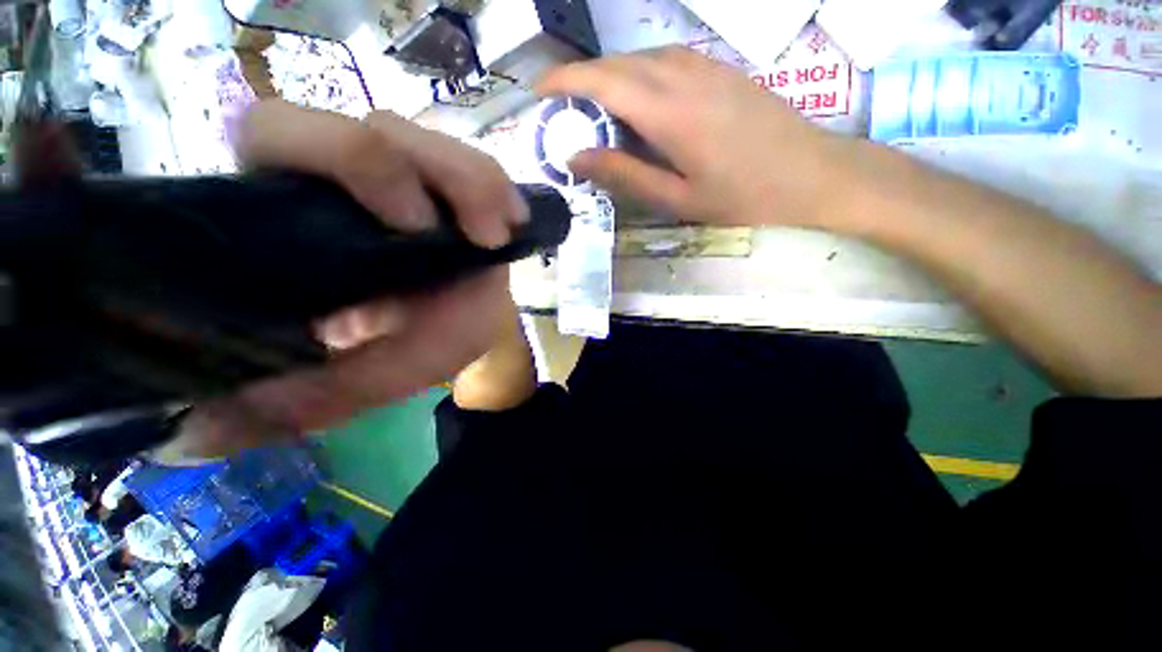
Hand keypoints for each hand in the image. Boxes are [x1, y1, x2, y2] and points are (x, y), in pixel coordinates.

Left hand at [156, 101, 526, 461]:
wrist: (467, 326)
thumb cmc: (415, 345)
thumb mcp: (365, 378)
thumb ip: (306, 400)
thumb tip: (205, 435)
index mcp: (297, 213)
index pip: (276, 139)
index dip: (332, 166)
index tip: (402, 233)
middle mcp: (344, 180)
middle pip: (351, 125)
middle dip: (399, 169)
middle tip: (452, 229)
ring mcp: (409, 174)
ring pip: (425, 139)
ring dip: (468, 182)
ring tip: (496, 237)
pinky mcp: (457, 184)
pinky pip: (478, 165)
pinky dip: (497, 190)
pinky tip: (515, 220)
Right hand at [537, 47, 854, 227]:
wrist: (813, 174)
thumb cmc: (742, 197)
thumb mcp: (677, 199)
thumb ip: (624, 175)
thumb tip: (576, 157)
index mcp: (668, 113)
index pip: (602, 81)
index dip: (564, 81)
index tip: (539, 94)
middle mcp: (682, 75)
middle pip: (617, 64)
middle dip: (582, 81)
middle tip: (564, 113)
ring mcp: (705, 66)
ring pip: (640, 58)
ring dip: (610, 77)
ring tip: (596, 112)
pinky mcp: (720, 69)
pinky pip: (666, 60)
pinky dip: (638, 75)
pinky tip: (638, 104)